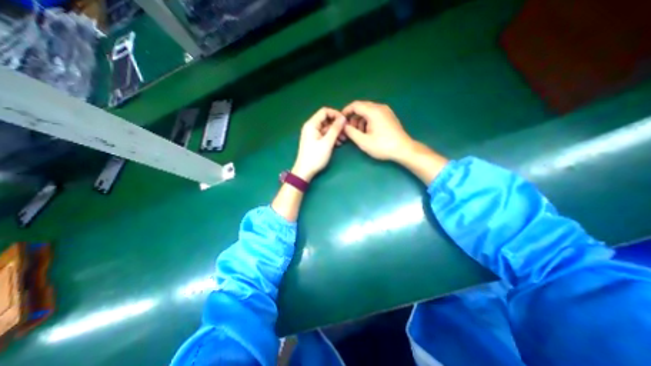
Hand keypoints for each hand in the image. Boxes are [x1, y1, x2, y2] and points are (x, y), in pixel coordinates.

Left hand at [293, 107, 348, 180]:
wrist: (305, 171)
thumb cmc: (315, 157)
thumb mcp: (327, 143)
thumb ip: (335, 129)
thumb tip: (343, 118)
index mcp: (311, 124)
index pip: (325, 112)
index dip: (336, 114)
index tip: (345, 121)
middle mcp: (311, 127)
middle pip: (326, 120)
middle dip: (337, 125)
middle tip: (346, 132)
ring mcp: (313, 134)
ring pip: (327, 128)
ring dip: (336, 132)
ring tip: (344, 140)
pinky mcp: (315, 141)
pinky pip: (325, 135)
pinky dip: (332, 138)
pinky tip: (338, 143)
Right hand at [342, 99, 413, 161]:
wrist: (403, 149)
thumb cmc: (383, 146)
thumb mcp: (363, 141)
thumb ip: (351, 132)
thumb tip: (344, 126)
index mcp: (373, 111)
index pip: (355, 105)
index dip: (346, 111)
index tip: (341, 120)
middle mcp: (380, 107)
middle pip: (362, 107)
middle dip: (353, 117)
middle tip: (350, 129)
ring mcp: (386, 111)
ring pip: (368, 111)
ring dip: (360, 120)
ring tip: (359, 133)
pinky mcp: (389, 116)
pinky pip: (374, 114)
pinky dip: (368, 121)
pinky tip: (368, 132)